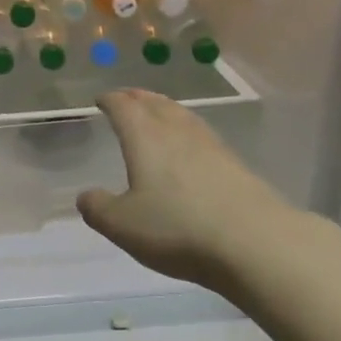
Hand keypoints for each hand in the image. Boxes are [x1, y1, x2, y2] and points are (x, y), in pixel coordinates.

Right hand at [77, 89, 311, 297]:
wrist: (255, 242)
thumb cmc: (177, 228)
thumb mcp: (122, 225)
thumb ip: (98, 208)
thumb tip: (85, 196)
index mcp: (145, 138)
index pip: (124, 107)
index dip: (110, 100)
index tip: (101, 99)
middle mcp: (177, 132)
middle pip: (155, 103)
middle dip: (138, 98)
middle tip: (127, 97)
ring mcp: (210, 146)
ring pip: (182, 116)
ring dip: (165, 109)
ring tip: (157, 111)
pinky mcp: (235, 164)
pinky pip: (201, 135)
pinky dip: (187, 130)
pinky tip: (190, 145)